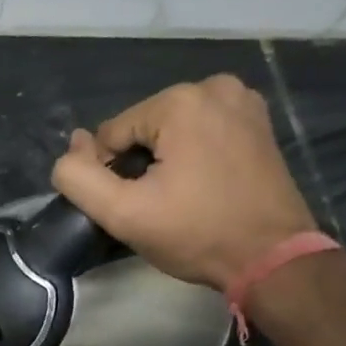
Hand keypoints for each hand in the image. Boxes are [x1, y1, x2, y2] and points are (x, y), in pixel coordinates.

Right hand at [51, 74, 319, 290]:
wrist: (272, 258)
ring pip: (171, 131)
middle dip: (140, 164)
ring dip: (164, 161)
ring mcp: (243, 101)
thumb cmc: (196, 234)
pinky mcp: (259, 122)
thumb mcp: (123, 213)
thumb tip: (72, 146)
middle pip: (142, 129)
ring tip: (180, 198)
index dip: (111, 174)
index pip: (111, 134)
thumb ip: (78, 178)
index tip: (135, 206)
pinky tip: (202, 186)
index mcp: (180, 101)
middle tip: (158, 206)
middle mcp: (214, 87)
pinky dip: (192, 154)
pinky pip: (201, 132)